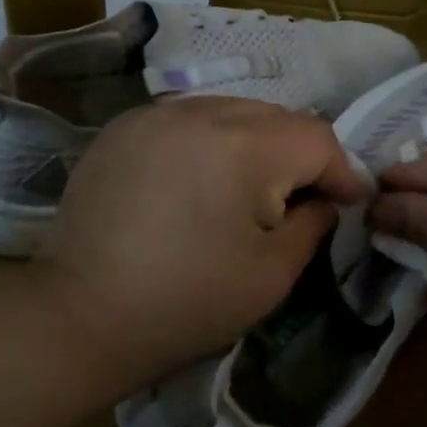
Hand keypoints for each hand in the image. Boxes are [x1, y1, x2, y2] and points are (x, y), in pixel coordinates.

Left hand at [34, 97, 369, 391]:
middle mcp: (202, 111)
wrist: (78, 315)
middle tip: (298, 200)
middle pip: (276, 117)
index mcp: (245, 146)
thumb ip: (313, 223)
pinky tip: (199, 180)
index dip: (341, 171)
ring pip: (231, 111)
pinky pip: (188, 119)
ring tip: (247, 189)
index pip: (317, 138)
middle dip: (298, 155)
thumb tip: (323, 198)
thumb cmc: (186, 303)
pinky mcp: (123, 127)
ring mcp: (156, 114)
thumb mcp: (272, 274)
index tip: (348, 203)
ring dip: (254, 143)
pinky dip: (208, 142)